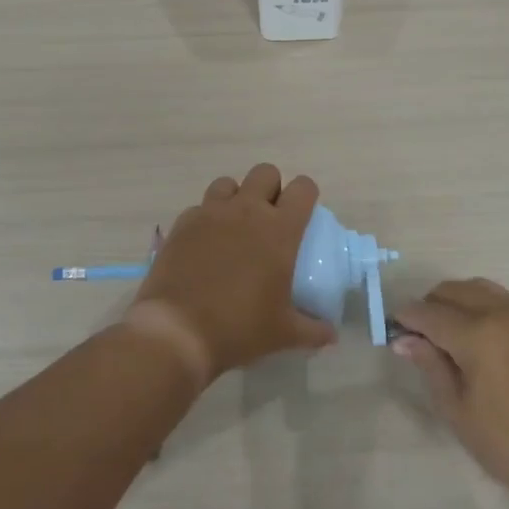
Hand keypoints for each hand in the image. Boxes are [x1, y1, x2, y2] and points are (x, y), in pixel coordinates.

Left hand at [126, 165, 334, 387]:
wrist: (177, 331)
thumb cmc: (239, 328)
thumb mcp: (283, 334)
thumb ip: (313, 331)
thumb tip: (331, 336)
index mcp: (279, 229)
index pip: (303, 188)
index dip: (306, 195)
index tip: (304, 215)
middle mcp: (246, 210)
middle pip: (265, 172)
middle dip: (271, 189)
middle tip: (270, 220)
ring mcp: (210, 213)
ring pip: (228, 183)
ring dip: (236, 197)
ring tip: (235, 227)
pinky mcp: (183, 223)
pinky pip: (199, 207)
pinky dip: (206, 218)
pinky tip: (205, 244)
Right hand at [392, 279, 508, 508]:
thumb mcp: (459, 412)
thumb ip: (431, 367)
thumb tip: (404, 339)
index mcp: (477, 334)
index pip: (428, 313)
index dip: (405, 319)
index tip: (391, 333)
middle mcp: (499, 313)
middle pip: (451, 291)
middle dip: (428, 306)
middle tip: (417, 338)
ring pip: (476, 288)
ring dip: (453, 301)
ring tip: (444, 333)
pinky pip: (498, 298)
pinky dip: (477, 304)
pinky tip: (472, 334)